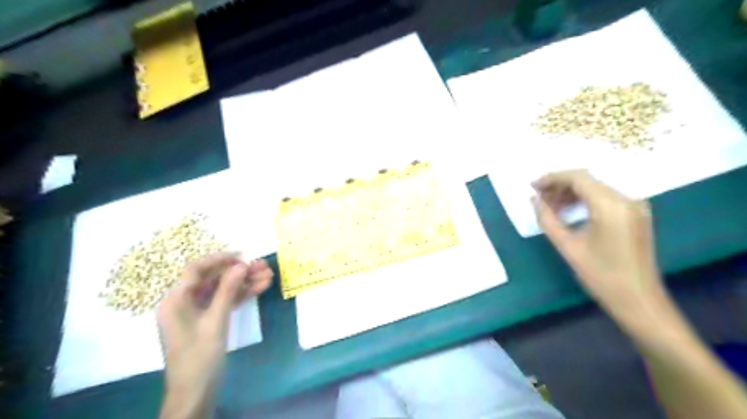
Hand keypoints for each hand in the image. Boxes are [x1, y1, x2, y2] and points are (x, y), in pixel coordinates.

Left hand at [158, 252, 273, 418]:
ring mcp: (197, 312)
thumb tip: (241, 265)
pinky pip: (225, 302)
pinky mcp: (208, 321)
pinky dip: (242, 295)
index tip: (243, 255)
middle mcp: (184, 302)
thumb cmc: (200, 357)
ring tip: (268, 276)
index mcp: (176, 300)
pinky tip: (261, 288)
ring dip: (244, 282)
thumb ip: (227, 291)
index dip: (220, 259)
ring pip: (222, 290)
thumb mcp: (215, 322)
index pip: (196, 270)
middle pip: (213, 279)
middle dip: (238, 272)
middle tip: (263, 265)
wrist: (196, 393)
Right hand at [535, 168, 667, 323]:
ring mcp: (634, 206)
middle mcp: (626, 199)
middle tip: (539, 198)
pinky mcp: (635, 214)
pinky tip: (569, 212)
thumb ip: (547, 219)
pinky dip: (584, 200)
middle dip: (559, 185)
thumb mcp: (568, 246)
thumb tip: (534, 200)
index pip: (578, 178)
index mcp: (610, 206)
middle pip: (587, 180)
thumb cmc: (601, 275)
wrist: (639, 300)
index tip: (532, 187)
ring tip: (550, 207)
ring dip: (571, 193)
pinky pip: (605, 198)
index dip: (552, 178)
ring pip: (595, 188)